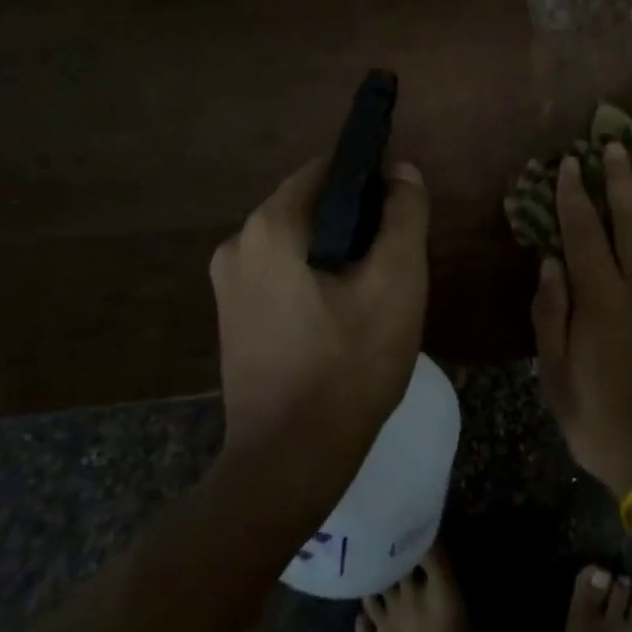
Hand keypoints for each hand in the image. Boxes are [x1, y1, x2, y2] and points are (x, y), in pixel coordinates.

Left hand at [208, 159, 430, 466]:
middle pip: (311, 207)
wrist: (289, 461)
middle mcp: (237, 244)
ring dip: (337, 255)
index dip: (370, 180)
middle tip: (394, 263)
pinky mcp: (232, 319)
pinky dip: (314, 281)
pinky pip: (281, 277)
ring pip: (298, 244)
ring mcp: (227, 285)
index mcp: (269, 225)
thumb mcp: (397, 281)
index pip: (327, 170)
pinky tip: (343, 320)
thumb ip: (404, 215)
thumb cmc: (349, 364)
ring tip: (373, 295)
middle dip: (356, 224)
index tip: (401, 214)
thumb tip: (402, 171)